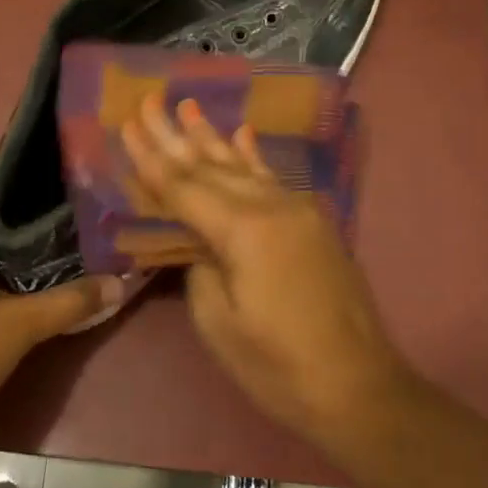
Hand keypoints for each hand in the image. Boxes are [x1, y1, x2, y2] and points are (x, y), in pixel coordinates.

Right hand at [121, 94, 409, 439]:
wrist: (360, 388)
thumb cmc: (279, 367)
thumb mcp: (219, 325)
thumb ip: (200, 269)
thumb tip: (198, 242)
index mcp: (244, 232)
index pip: (184, 187)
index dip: (151, 158)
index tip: (127, 122)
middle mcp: (272, 208)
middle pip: (212, 165)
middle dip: (175, 134)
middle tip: (148, 99)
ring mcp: (299, 213)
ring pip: (244, 166)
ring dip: (212, 137)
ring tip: (187, 105)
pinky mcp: (314, 225)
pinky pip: (274, 180)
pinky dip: (254, 155)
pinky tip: (242, 132)